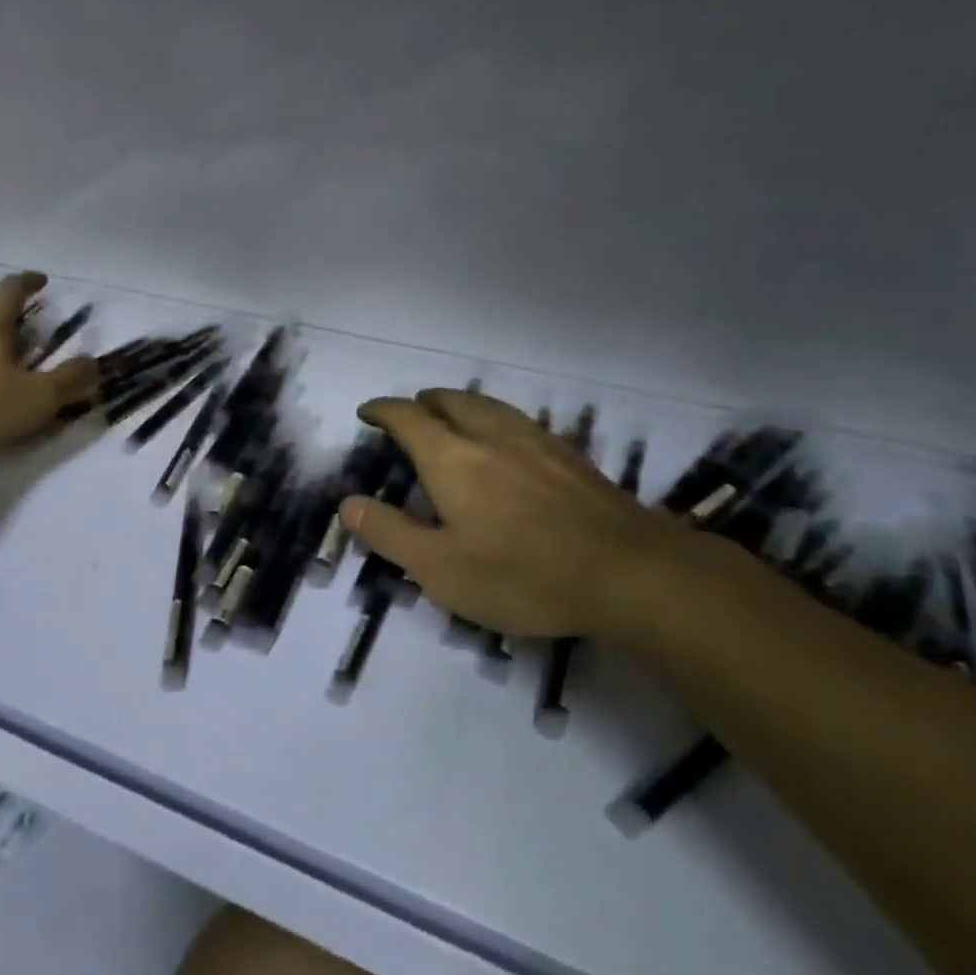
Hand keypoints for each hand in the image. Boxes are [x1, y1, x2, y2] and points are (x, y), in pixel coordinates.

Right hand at [340, 389, 704, 642]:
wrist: (628, 573)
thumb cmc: (521, 574)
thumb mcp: (439, 568)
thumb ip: (390, 533)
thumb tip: (347, 504)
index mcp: (452, 458)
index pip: (408, 418)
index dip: (383, 410)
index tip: (367, 412)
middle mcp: (491, 436)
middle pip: (452, 400)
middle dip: (424, 402)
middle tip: (410, 414)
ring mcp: (536, 442)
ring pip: (490, 406)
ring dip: (462, 405)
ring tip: (453, 419)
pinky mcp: (570, 456)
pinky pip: (519, 422)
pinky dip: (496, 421)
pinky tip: (508, 445)